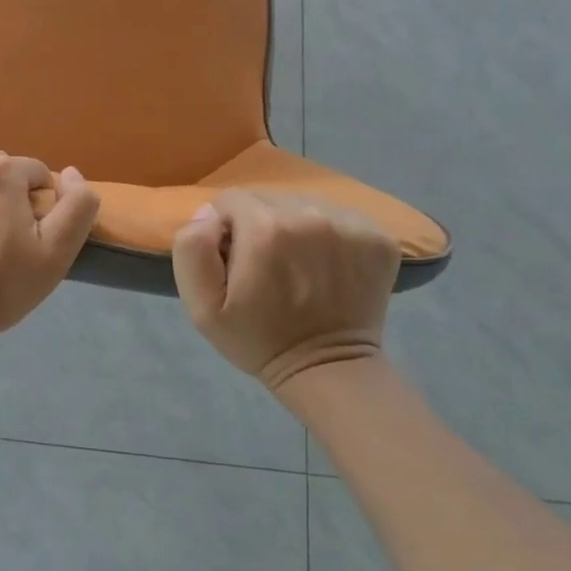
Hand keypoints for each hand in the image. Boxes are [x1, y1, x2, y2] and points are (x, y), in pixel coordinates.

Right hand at [171, 191, 399, 388]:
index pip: (231, 200)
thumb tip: (208, 214)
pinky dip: (329, 236)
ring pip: (304, 205)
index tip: (235, 261)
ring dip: (294, 227)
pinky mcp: (378, 237)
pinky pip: (339, 217)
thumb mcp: (202, 305)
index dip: (226, 229)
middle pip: (269, 199)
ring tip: (297, 266)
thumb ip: (192, 248)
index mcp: (265, 228)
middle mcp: (310, 215)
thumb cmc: (258, 339)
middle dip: (259, 225)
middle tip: (265, 265)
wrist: (329, 370)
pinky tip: (326, 267)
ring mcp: (350, 225)